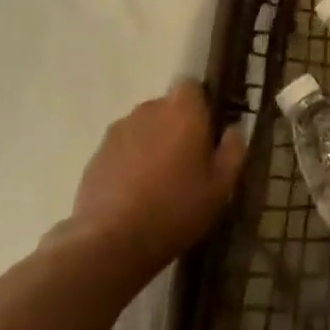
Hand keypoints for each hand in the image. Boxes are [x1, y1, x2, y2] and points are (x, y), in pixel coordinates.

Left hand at [62, 81, 246, 286]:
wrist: (111, 243)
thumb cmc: (176, 208)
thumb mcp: (221, 186)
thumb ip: (233, 150)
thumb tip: (234, 130)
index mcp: (183, 110)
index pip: (193, 87)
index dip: (201, 106)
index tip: (207, 134)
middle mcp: (148, 109)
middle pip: (167, 108)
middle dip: (177, 127)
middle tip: (186, 163)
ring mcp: (118, 131)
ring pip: (143, 128)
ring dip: (152, 144)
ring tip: (158, 181)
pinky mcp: (96, 155)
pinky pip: (122, 149)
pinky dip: (129, 162)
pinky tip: (134, 194)